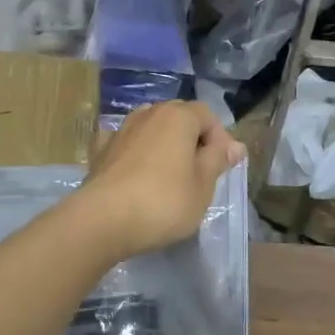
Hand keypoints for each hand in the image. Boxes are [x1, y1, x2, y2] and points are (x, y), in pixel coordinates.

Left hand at [76, 101, 244, 260]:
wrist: (103, 221)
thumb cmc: (163, 203)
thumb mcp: (203, 186)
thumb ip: (217, 160)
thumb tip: (234, 145)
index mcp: (177, 117)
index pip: (207, 115)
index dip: (220, 138)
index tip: (225, 166)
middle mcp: (147, 114)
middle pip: (177, 117)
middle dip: (192, 139)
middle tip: (201, 171)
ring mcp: (120, 130)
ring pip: (150, 128)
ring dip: (163, 144)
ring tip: (169, 172)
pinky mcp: (100, 151)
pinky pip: (124, 143)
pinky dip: (133, 150)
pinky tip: (134, 167)